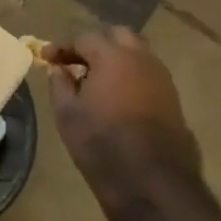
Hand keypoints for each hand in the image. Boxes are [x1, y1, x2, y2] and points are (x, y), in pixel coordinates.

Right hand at [43, 27, 201, 219]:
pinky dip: (130, 76)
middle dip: (96, 44)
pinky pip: (148, 75)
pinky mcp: (173, 100)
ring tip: (96, 79)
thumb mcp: (67, 114)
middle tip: (76, 61)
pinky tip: (117, 96)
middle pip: (118, 36)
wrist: (153, 183)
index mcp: (113, 57)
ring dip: (116, 59)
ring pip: (138, 54)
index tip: (46, 58)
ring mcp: (162, 80)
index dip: (63, 47)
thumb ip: (60, 84)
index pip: (84, 38)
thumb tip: (59, 69)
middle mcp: (142, 60)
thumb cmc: (102, 144)